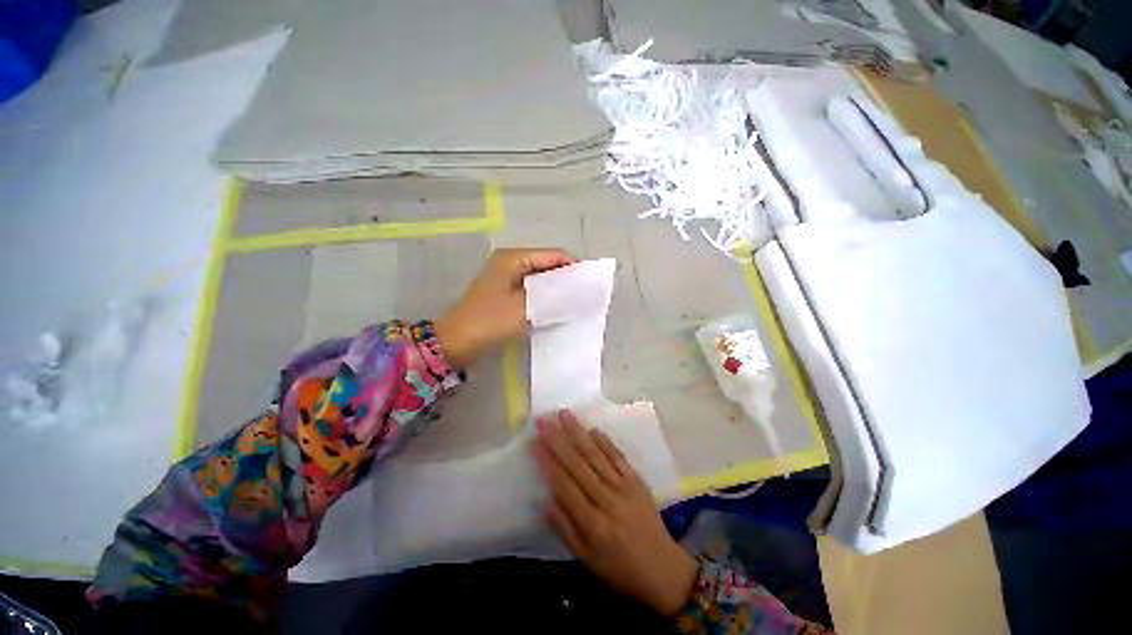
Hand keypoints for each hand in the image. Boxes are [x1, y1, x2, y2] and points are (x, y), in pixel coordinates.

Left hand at [435, 248, 576, 367]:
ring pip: (540, 279)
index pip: (553, 255)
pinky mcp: (505, 293)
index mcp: (514, 258)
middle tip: (586, 294)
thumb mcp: (527, 306)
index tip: (592, 282)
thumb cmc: (491, 320)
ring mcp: (506, 278)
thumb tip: (582, 289)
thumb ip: (556, 296)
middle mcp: (510, 263)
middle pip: (546, 265)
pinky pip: (532, 289)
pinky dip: (545, 297)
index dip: (573, 266)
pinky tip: (556, 307)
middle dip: (566, 279)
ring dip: (556, 289)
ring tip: (575, 302)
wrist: (457, 342)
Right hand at [532, 410, 697, 615]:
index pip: (564, 485)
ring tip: (564, 415)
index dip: (548, 462)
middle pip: (578, 464)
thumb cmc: (620, 570)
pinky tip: (592, 429)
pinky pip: (618, 457)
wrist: (664, 570)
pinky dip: (605, 442)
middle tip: (543, 420)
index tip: (534, 442)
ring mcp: (624, 487)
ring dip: (579, 433)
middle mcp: (607, 500)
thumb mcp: (587, 560)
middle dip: (558, 440)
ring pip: (596, 455)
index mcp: (592, 523)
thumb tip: (545, 500)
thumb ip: (565, 528)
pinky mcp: (637, 481)